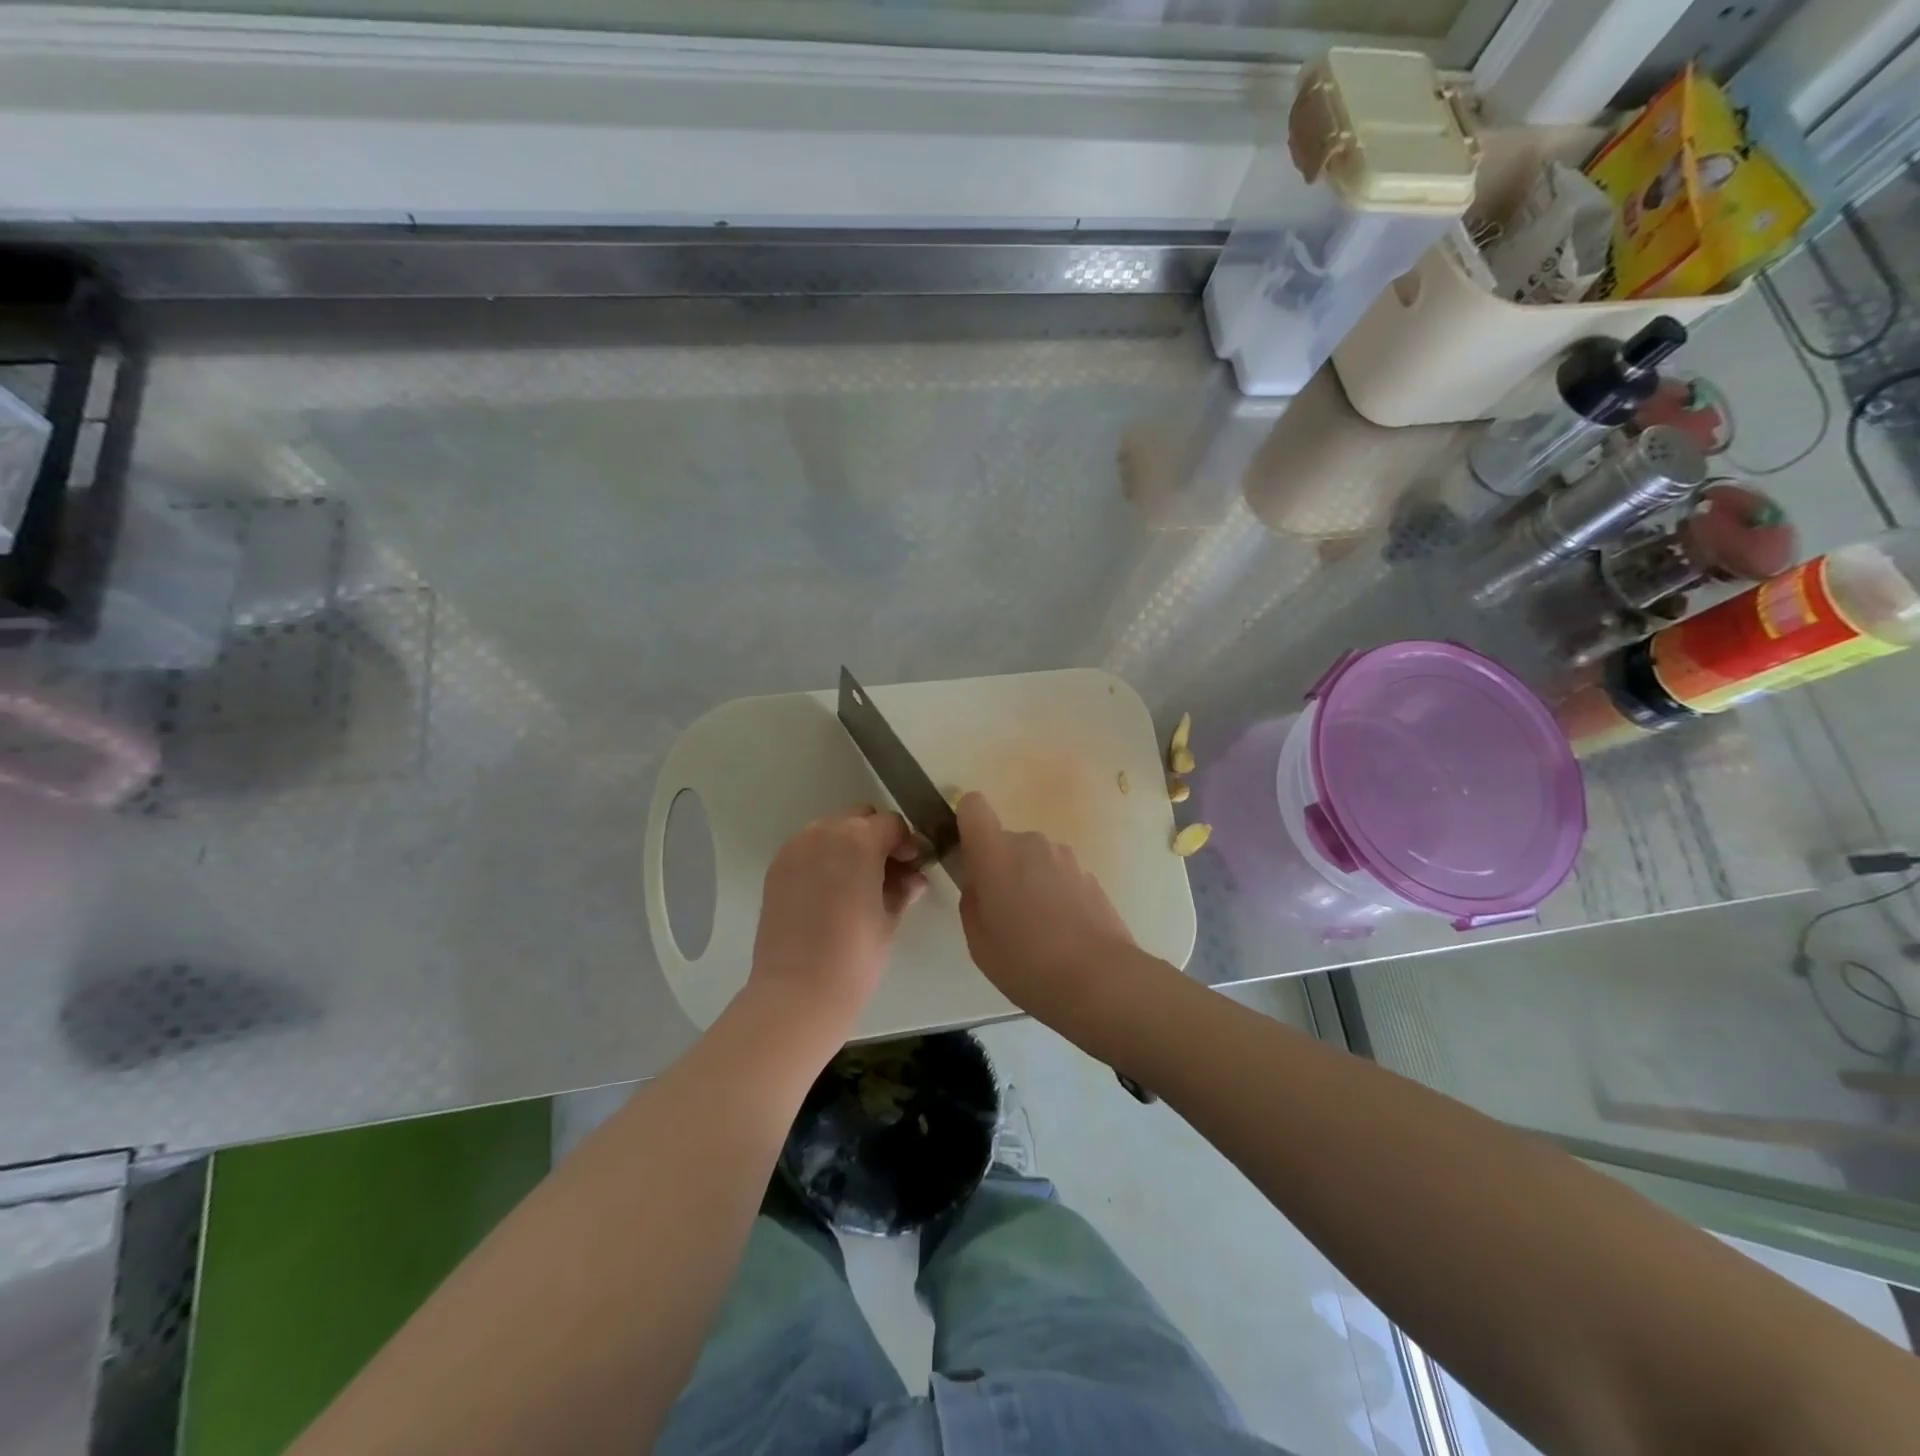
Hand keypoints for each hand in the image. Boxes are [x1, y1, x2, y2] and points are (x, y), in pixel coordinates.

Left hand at [749, 807, 925, 1035]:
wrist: (797, 993)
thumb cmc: (855, 956)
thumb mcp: (889, 919)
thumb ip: (903, 889)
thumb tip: (913, 878)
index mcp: (859, 840)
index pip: (892, 824)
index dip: (907, 844)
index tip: (913, 868)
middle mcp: (824, 832)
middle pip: (859, 818)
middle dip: (877, 838)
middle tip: (887, 874)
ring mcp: (795, 849)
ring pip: (831, 830)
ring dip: (848, 846)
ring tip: (858, 884)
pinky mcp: (776, 868)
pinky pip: (808, 849)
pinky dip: (823, 859)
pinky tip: (831, 892)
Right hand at [956, 793, 1133, 1016]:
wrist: (1100, 979)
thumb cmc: (1027, 962)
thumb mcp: (979, 941)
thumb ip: (973, 901)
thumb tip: (980, 885)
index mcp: (996, 854)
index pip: (973, 807)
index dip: (967, 824)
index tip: (968, 856)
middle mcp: (1031, 844)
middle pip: (1005, 842)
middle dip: (1000, 868)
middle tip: (1003, 914)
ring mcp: (1065, 858)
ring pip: (1034, 860)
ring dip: (1030, 882)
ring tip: (1036, 930)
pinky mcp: (1090, 876)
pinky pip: (1059, 876)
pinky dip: (1055, 895)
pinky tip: (1062, 934)